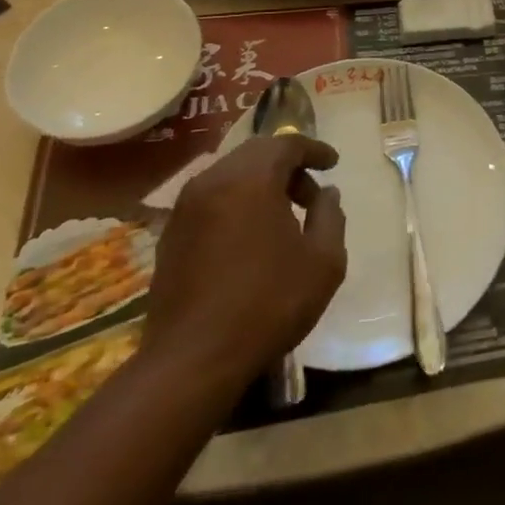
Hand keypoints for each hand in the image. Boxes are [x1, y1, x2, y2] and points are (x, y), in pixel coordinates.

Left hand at [141, 136, 346, 403]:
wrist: (192, 361)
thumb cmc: (268, 304)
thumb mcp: (323, 260)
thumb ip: (330, 216)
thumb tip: (327, 193)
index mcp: (251, 178)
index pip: (287, 143)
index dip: (314, 150)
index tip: (333, 163)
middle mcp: (213, 181)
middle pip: (256, 154)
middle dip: (288, 165)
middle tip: (311, 194)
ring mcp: (186, 208)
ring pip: (231, 175)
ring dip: (260, 184)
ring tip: (283, 216)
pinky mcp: (171, 235)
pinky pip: (211, 199)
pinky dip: (236, 203)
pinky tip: (250, 237)